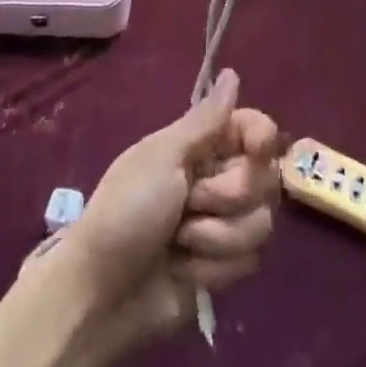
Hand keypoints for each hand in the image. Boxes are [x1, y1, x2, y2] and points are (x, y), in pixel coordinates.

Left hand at [50, 68, 280, 362]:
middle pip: (265, 178)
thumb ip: (206, 120)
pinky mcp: (224, 267)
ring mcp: (224, 225)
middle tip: (187, 202)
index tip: (256, 149)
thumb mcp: (162, 157)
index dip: (263, 137)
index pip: (256, 128)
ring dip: (217, 236)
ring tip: (179, 242)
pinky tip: (184, 270)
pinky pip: (248, 261)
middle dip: (226, 196)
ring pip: (261, 223)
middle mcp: (219, 180)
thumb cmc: (125, 212)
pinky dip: (213, 268)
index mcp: (202, 147)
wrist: (100, 293)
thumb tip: (233, 73)